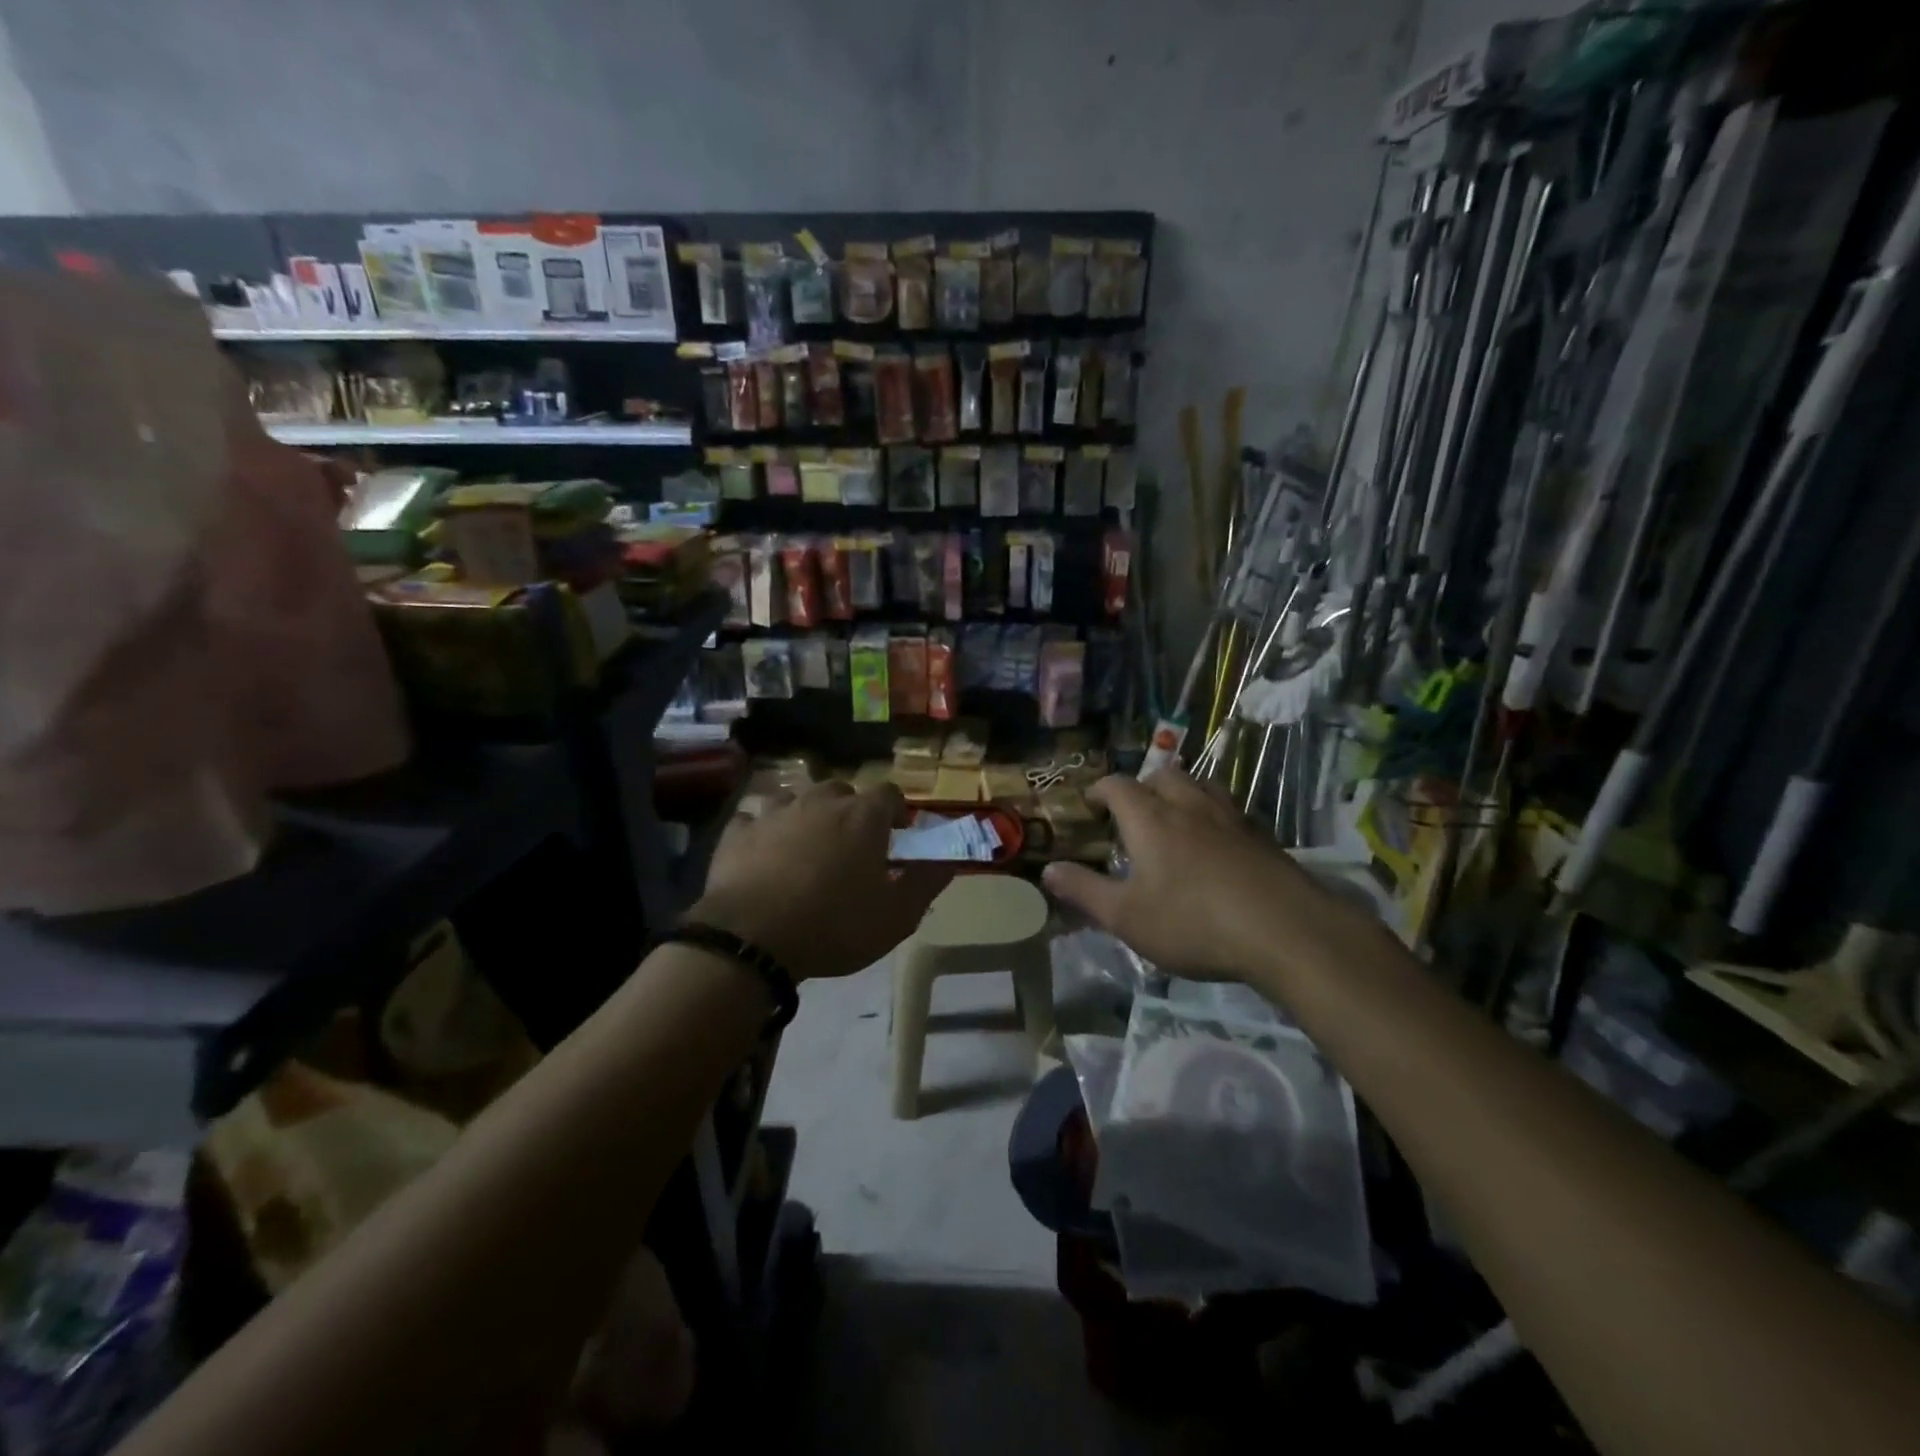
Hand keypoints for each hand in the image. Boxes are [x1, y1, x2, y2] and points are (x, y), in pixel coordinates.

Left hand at [689, 781, 952, 981]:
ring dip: (806, 816)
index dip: (896, 811)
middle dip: (850, 811)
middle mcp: (820, 802)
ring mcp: (775, 812)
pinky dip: (762, 830)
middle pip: (842, 792)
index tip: (897, 836)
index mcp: (862, 816)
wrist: (752, 937)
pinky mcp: (738, 831)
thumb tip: (948, 861)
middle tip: (851, 845)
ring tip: (806, 847)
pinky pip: (754, 819)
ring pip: (797, 799)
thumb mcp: (896, 916)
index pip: (889, 793)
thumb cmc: (835, 925)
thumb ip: (926, 883)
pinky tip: (762, 852)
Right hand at [1041, 768, 1339, 983]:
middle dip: (1142, 786)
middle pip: (1163, 775)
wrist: (1285, 930)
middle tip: (1133, 812)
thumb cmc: (1193, 921)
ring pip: (1201, 785)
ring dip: (1182, 793)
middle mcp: (1189, 806)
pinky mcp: (1262, 836)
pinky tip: (1217, 845)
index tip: (1090, 805)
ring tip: (1174, 819)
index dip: (1099, 790)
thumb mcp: (1127, 916)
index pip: (1117, 785)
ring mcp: (1230, 817)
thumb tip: (1049, 870)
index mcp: (1150, 818)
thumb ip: (1085, 891)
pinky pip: (1230, 810)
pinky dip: (1214, 816)